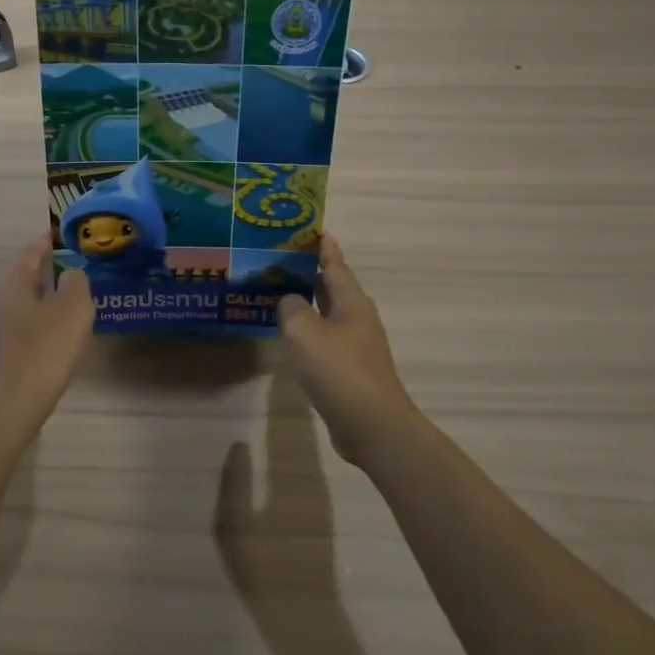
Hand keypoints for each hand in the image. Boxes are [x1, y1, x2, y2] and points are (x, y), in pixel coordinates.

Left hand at [0, 236, 94, 433]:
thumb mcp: (74, 308)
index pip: (33, 251)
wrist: (10, 404)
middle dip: (47, 273)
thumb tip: (70, 275)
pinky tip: (51, 334)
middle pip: (23, 276)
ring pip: (18, 301)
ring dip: (40, 299)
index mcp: (9, 279)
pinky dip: (33, 321)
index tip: (68, 237)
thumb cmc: (44, 348)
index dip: (52, 242)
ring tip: (67, 303)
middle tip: (75, 271)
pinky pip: (15, 324)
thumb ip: (76, 282)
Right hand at [276, 234, 421, 466]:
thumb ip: (291, 308)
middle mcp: (358, 318)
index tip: (314, 229)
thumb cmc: (339, 370)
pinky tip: (293, 336)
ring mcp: (357, 345)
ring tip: (282, 293)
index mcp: (352, 301)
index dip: (323, 247)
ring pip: (329, 313)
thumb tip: (290, 301)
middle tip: (284, 258)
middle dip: (312, 272)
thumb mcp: (304, 332)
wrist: (372, 425)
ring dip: (309, 302)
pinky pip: (327, 338)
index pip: (335, 264)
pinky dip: (310, 330)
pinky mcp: (352, 369)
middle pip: (334, 287)